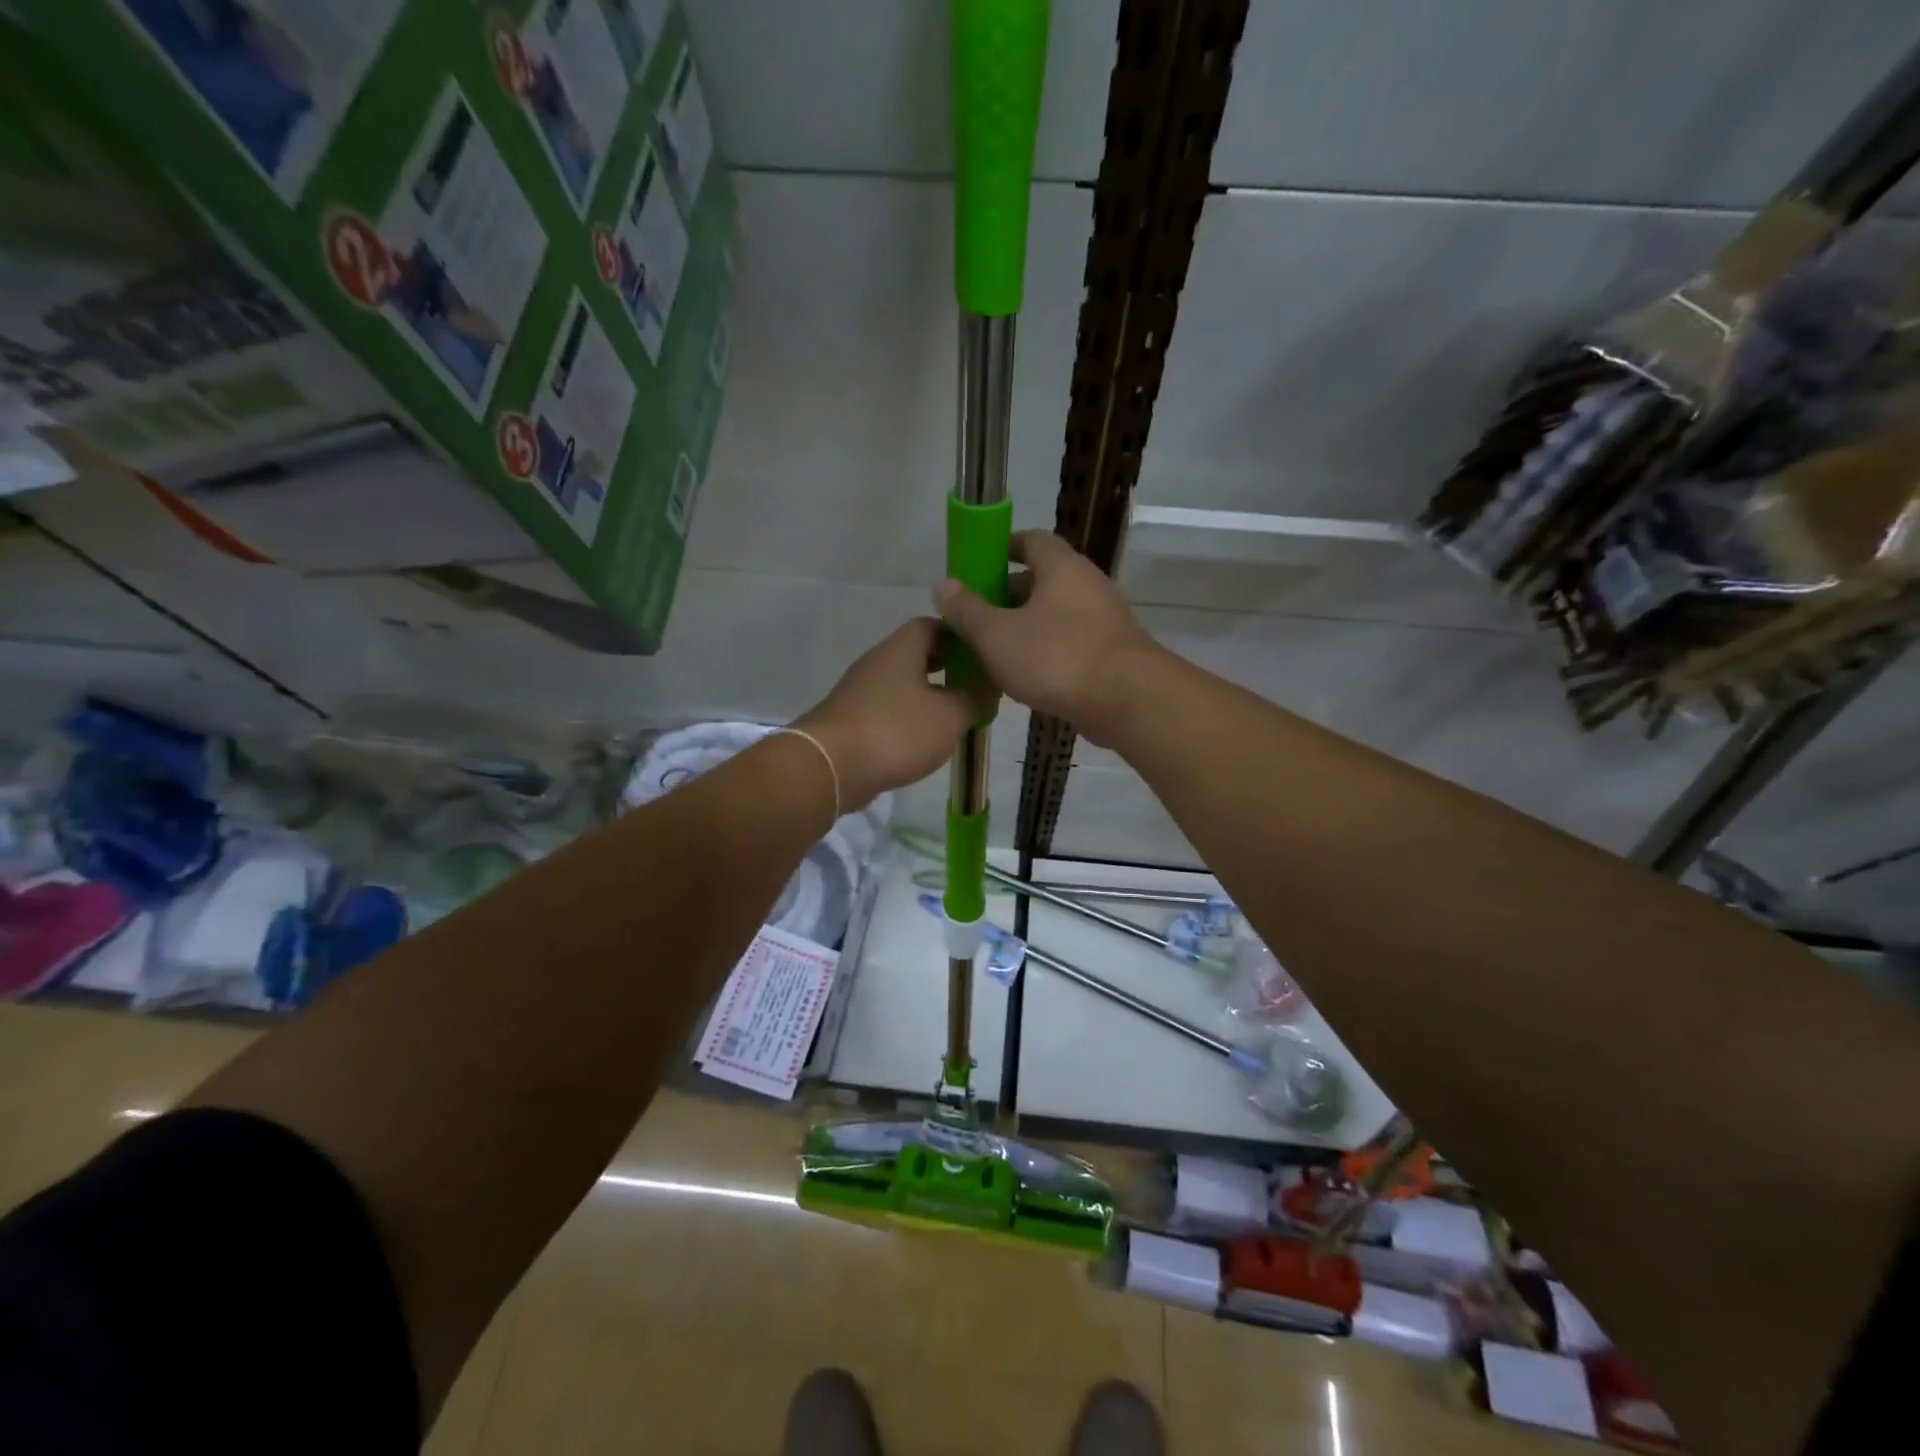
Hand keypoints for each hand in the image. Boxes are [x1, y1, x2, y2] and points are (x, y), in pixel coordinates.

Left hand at [793, 619, 992, 811]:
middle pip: (916, 653)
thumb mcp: (950, 716)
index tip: (983, 653)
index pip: (932, 624)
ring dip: (927, 693)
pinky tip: (924, 738)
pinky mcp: (851, 720)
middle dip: (946, 666)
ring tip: (955, 714)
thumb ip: (975, 698)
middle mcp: (878, 662)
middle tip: (974, 684)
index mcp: (901, 649)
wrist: (830, 767)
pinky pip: (887, 709)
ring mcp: (860, 691)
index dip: (960, 635)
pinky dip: (908, 717)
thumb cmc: (896, 731)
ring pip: (901, 683)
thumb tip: (991, 684)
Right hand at [933, 532, 1157, 744]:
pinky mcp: (1111, 652)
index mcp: (1061, 567)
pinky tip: (1024, 676)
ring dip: (1025, 626)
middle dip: (1007, 594)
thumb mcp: (997, 635)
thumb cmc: (1056, 658)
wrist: (1127, 701)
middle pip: (1042, 579)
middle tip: (976, 615)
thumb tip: (942, 584)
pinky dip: (1046, 650)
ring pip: (1055, 614)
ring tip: (992, 649)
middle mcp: (1087, 584)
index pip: (1032, 540)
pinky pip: (1070, 641)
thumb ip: (968, 610)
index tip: (978, 565)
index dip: (1003, 548)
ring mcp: (1104, 619)